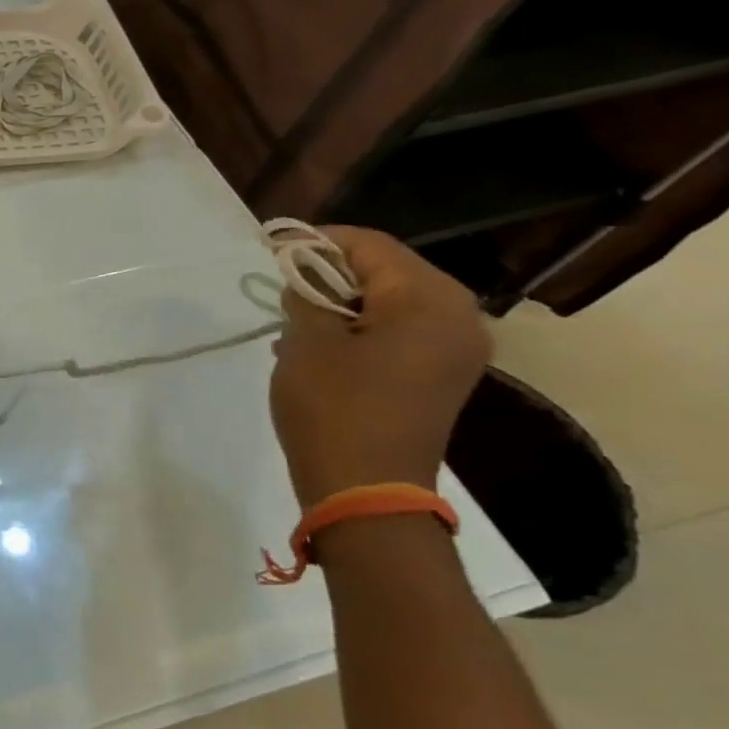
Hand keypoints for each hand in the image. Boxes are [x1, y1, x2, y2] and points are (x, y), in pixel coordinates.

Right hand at [270, 226, 490, 506]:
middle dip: (330, 271)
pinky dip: (359, 328)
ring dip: (341, 302)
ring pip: (392, 302)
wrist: (367, 489)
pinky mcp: (441, 375)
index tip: (270, 246)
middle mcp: (458, 316)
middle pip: (387, 270)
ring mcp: (455, 349)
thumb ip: (306, 295)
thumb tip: (303, 276)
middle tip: (281, 283)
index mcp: (429, 299)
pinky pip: (400, 332)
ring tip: (294, 318)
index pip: (370, 245)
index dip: (316, 240)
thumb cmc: (334, 407)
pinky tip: (320, 346)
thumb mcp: (306, 342)